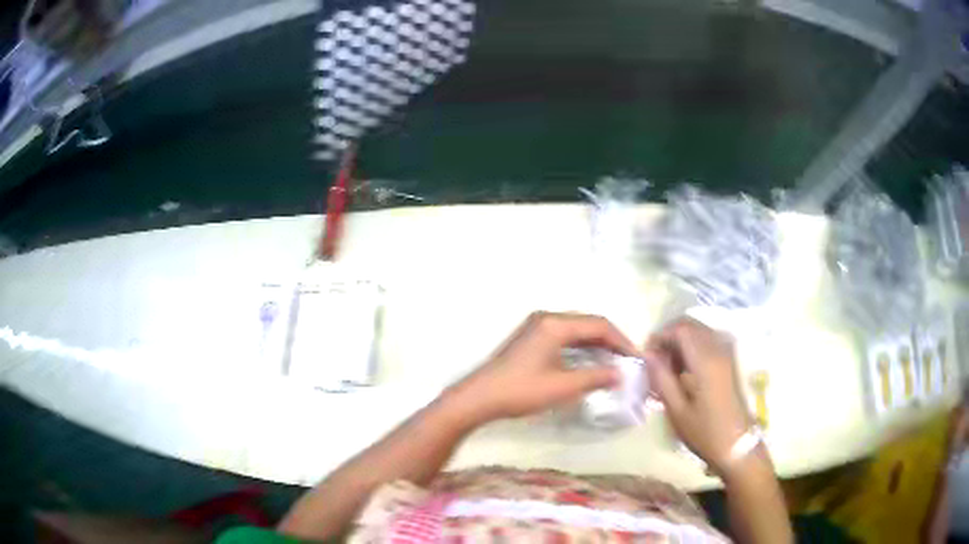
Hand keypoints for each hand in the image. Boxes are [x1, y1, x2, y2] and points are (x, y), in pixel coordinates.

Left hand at [447, 312, 639, 424]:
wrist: (479, 398)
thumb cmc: (521, 391)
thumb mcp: (562, 386)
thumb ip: (595, 377)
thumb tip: (620, 374)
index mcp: (555, 324)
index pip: (599, 324)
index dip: (622, 341)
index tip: (636, 359)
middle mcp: (547, 318)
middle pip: (588, 324)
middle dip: (611, 341)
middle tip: (628, 361)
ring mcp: (537, 326)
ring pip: (577, 330)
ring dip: (596, 345)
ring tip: (614, 363)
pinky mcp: (531, 338)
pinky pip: (565, 337)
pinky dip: (581, 348)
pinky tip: (590, 363)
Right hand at [646, 318, 753, 476]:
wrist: (737, 445)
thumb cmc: (704, 432)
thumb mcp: (677, 410)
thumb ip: (662, 378)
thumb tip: (648, 354)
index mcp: (705, 360)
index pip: (681, 329)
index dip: (661, 335)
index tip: (647, 355)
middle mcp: (718, 349)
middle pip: (691, 325)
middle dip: (669, 336)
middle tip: (655, 360)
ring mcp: (726, 354)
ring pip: (699, 331)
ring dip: (681, 341)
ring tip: (667, 367)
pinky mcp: (729, 362)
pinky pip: (707, 341)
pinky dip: (692, 347)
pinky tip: (684, 370)